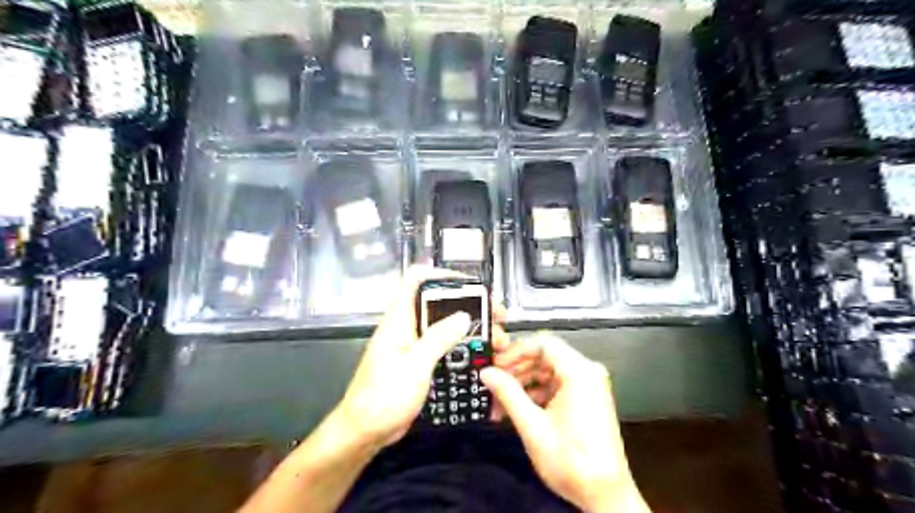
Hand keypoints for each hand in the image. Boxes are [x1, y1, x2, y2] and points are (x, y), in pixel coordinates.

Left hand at [334, 267, 510, 450]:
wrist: (365, 431)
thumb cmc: (384, 397)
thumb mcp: (414, 365)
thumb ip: (438, 338)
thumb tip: (464, 315)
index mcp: (399, 319)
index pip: (416, 279)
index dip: (442, 275)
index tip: (471, 286)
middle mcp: (407, 326)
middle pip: (439, 303)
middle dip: (469, 306)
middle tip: (496, 317)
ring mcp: (413, 345)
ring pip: (445, 326)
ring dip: (471, 329)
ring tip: (497, 340)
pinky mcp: (419, 362)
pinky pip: (444, 346)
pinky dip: (463, 347)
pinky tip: (482, 356)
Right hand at [481, 332, 645, 512]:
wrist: (605, 495)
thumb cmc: (570, 459)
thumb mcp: (532, 425)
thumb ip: (507, 393)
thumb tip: (487, 373)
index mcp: (579, 371)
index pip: (543, 343)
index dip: (516, 350)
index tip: (496, 364)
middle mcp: (587, 372)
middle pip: (545, 356)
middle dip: (517, 369)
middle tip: (494, 384)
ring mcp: (589, 386)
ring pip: (549, 372)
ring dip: (524, 384)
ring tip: (501, 402)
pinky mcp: (587, 399)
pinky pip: (557, 385)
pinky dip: (537, 394)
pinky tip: (518, 409)